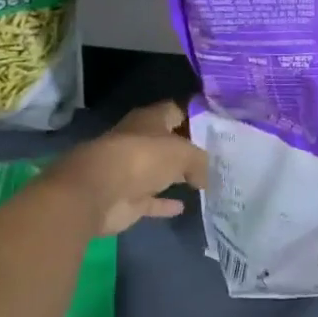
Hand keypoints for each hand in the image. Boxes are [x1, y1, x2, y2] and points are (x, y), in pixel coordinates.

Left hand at [45, 101, 207, 235]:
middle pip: (168, 142)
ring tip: (205, 181)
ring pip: (159, 171)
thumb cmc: (143, 158)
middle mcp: (139, 141)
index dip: (196, 116)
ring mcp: (131, 170)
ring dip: (176, 176)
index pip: (176, 111)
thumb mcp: (183, 153)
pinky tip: (184, 206)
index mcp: (150, 119)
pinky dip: (164, 203)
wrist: (99, 192)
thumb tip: (206, 176)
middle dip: (189, 148)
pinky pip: (151, 199)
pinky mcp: (127, 198)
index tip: (218, 126)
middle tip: (218, 157)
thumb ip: (200, 161)